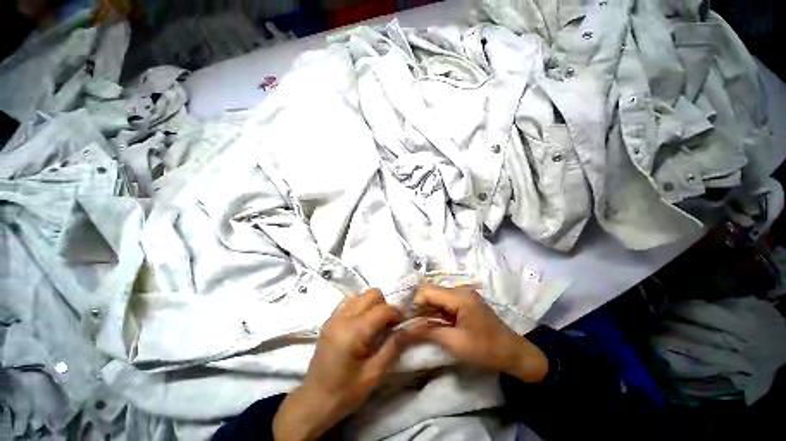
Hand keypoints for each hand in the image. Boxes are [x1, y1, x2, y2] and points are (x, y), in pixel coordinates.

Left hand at [273, 289, 404, 440]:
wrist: (313, 401)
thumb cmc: (345, 393)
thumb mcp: (374, 374)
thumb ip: (394, 346)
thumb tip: (412, 327)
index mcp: (353, 332)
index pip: (383, 309)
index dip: (397, 314)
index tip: (403, 325)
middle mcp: (342, 317)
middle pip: (372, 294)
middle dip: (385, 305)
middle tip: (388, 325)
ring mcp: (334, 316)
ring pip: (361, 294)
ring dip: (372, 304)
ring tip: (375, 323)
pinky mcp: (329, 319)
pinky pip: (349, 301)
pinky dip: (359, 305)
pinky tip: (361, 322)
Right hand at [405, 284, 547, 382]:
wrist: (514, 354)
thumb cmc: (485, 349)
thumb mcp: (454, 343)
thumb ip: (428, 332)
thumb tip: (406, 329)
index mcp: (459, 296)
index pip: (427, 290)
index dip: (416, 304)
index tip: (412, 321)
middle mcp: (461, 290)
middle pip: (432, 291)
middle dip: (422, 306)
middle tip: (418, 325)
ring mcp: (464, 294)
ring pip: (437, 295)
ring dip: (429, 309)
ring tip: (426, 326)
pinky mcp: (466, 301)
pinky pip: (446, 301)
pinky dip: (438, 311)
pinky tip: (438, 323)